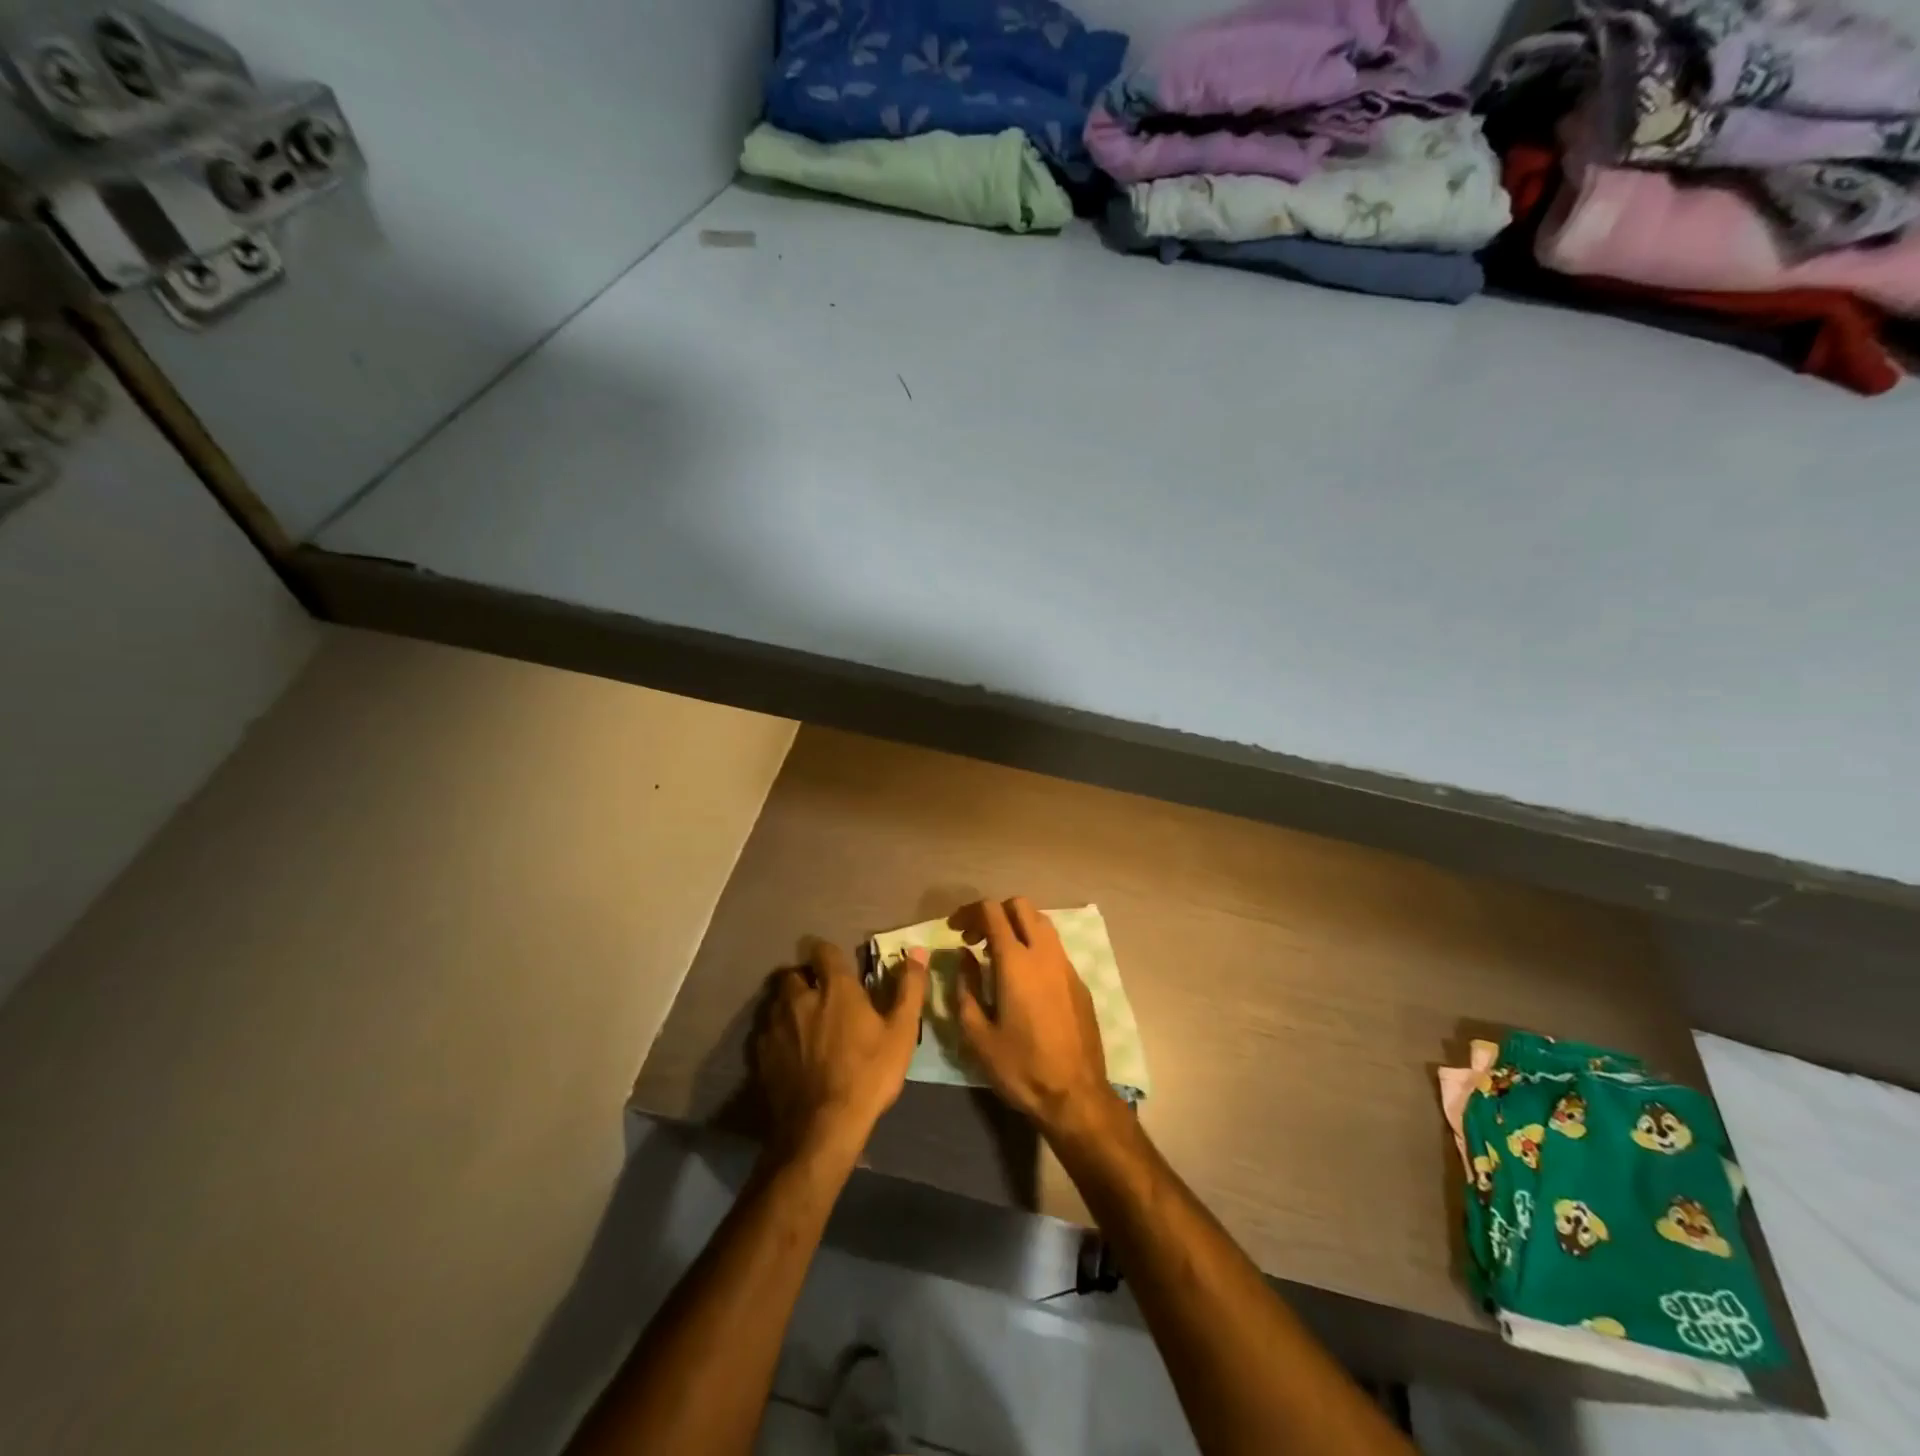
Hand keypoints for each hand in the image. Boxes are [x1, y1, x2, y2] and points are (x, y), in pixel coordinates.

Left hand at [753, 940, 929, 1160]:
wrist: (821, 1129)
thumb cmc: (867, 1075)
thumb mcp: (901, 1034)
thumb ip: (909, 989)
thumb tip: (918, 952)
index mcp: (835, 988)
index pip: (823, 951)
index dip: (829, 954)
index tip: (838, 966)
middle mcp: (799, 998)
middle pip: (793, 975)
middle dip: (804, 980)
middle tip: (820, 996)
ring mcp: (776, 1026)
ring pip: (776, 1002)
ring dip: (789, 1006)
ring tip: (803, 1024)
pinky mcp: (761, 1055)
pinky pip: (766, 1032)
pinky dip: (777, 1034)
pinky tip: (790, 1053)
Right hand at [950, 897, 1119, 1139]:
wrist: (1075, 1095)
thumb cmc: (1020, 1067)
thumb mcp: (977, 1034)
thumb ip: (966, 987)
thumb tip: (964, 956)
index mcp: (1016, 962)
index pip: (992, 912)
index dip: (969, 912)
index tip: (955, 929)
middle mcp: (1044, 953)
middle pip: (1020, 906)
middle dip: (994, 913)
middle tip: (975, 939)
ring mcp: (1066, 965)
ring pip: (1041, 922)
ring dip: (1016, 926)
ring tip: (997, 954)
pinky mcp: (1079, 981)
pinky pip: (1054, 947)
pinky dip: (1034, 946)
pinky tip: (1023, 977)